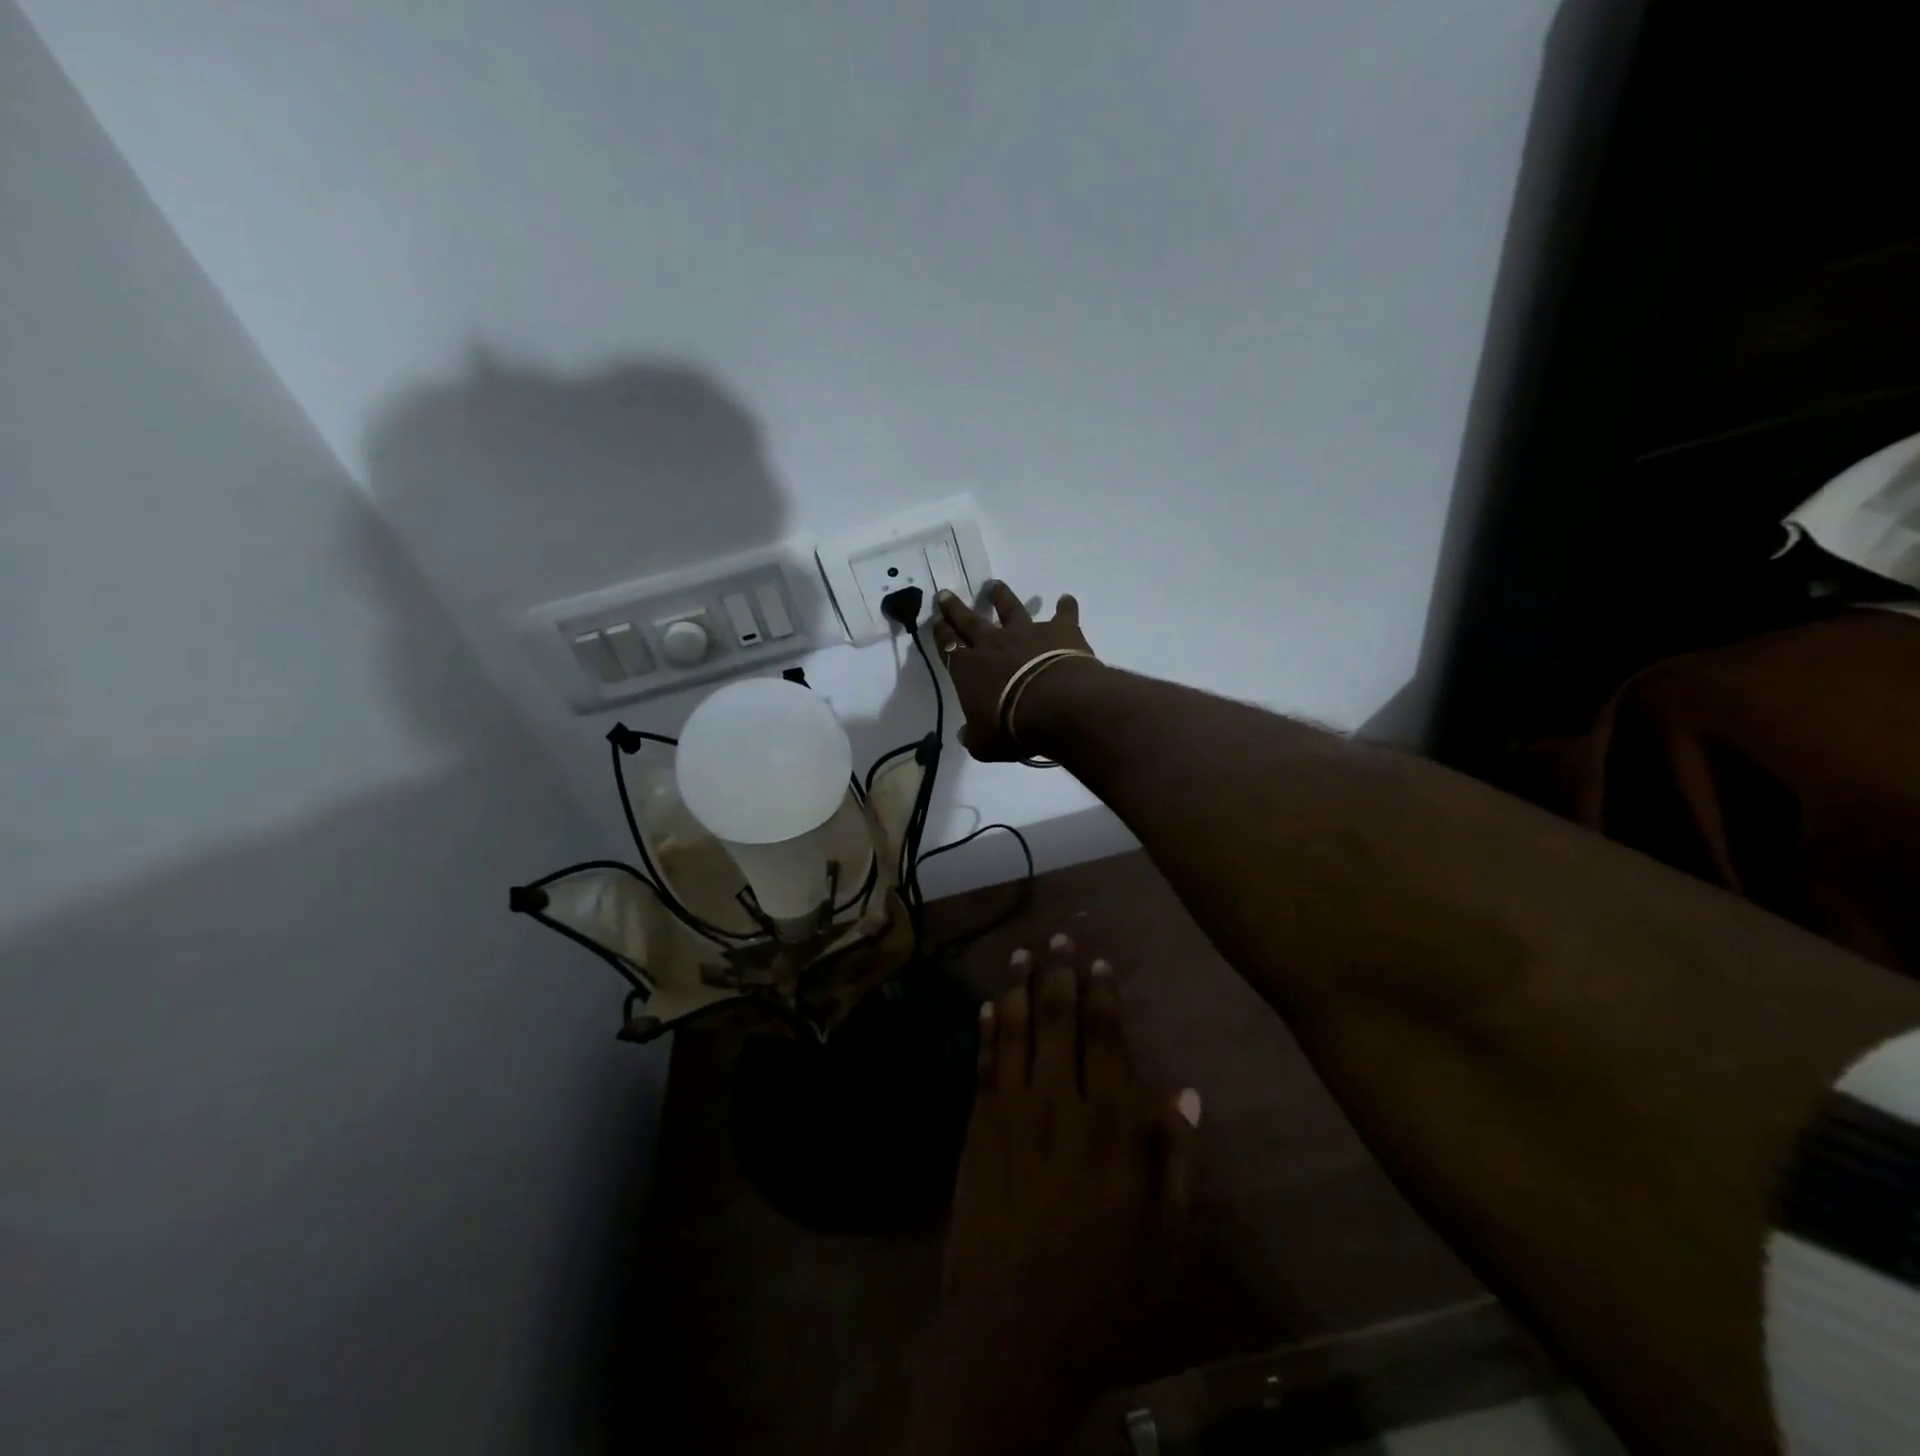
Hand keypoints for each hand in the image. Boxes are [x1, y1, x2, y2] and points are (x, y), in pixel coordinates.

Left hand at [910, 936, 1197, 1455]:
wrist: (1010, 1333)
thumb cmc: (1100, 1293)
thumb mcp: (1163, 1241)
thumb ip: (1176, 1163)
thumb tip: (1186, 1095)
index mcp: (1110, 1127)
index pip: (1107, 1040)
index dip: (1104, 997)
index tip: (1101, 963)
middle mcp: (1059, 1103)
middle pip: (1059, 1021)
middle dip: (1060, 974)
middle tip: (1059, 937)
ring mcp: (1011, 1111)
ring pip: (1017, 1031)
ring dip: (1019, 987)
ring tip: (1023, 951)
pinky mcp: (977, 1128)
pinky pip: (983, 1063)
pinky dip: (987, 1029)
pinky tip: (988, 1004)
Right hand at [931, 582, 1095, 760]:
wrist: (1055, 706)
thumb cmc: (1011, 727)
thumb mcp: (984, 743)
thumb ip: (973, 736)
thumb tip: (965, 735)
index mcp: (968, 669)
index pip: (948, 646)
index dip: (941, 633)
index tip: (936, 620)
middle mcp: (993, 643)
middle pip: (969, 620)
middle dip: (956, 608)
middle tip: (946, 593)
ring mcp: (1027, 632)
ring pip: (1010, 608)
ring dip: (1002, 596)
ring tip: (996, 585)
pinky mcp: (1059, 630)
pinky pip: (1063, 614)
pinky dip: (1066, 606)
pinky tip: (1067, 600)